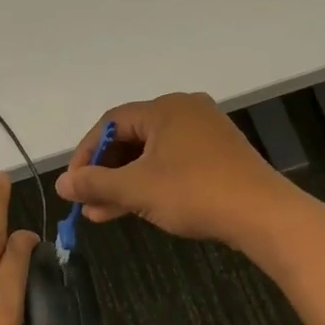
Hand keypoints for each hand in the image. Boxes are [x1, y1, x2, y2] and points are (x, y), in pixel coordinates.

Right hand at [54, 92, 293, 247]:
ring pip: (151, 155)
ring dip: (124, 183)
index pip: (111, 123)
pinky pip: (173, 163)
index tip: (73, 184)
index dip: (86, 153)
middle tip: (86, 200)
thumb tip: (61, 184)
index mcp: (165, 108)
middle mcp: (185, 112)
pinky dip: (150, 183)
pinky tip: (133, 208)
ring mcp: (205, 134)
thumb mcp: (136, 189)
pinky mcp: (219, 156)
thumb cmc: (195, 193)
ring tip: (101, 213)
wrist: (263, 215)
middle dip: (105, 172)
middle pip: (131, 137)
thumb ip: (95, 183)